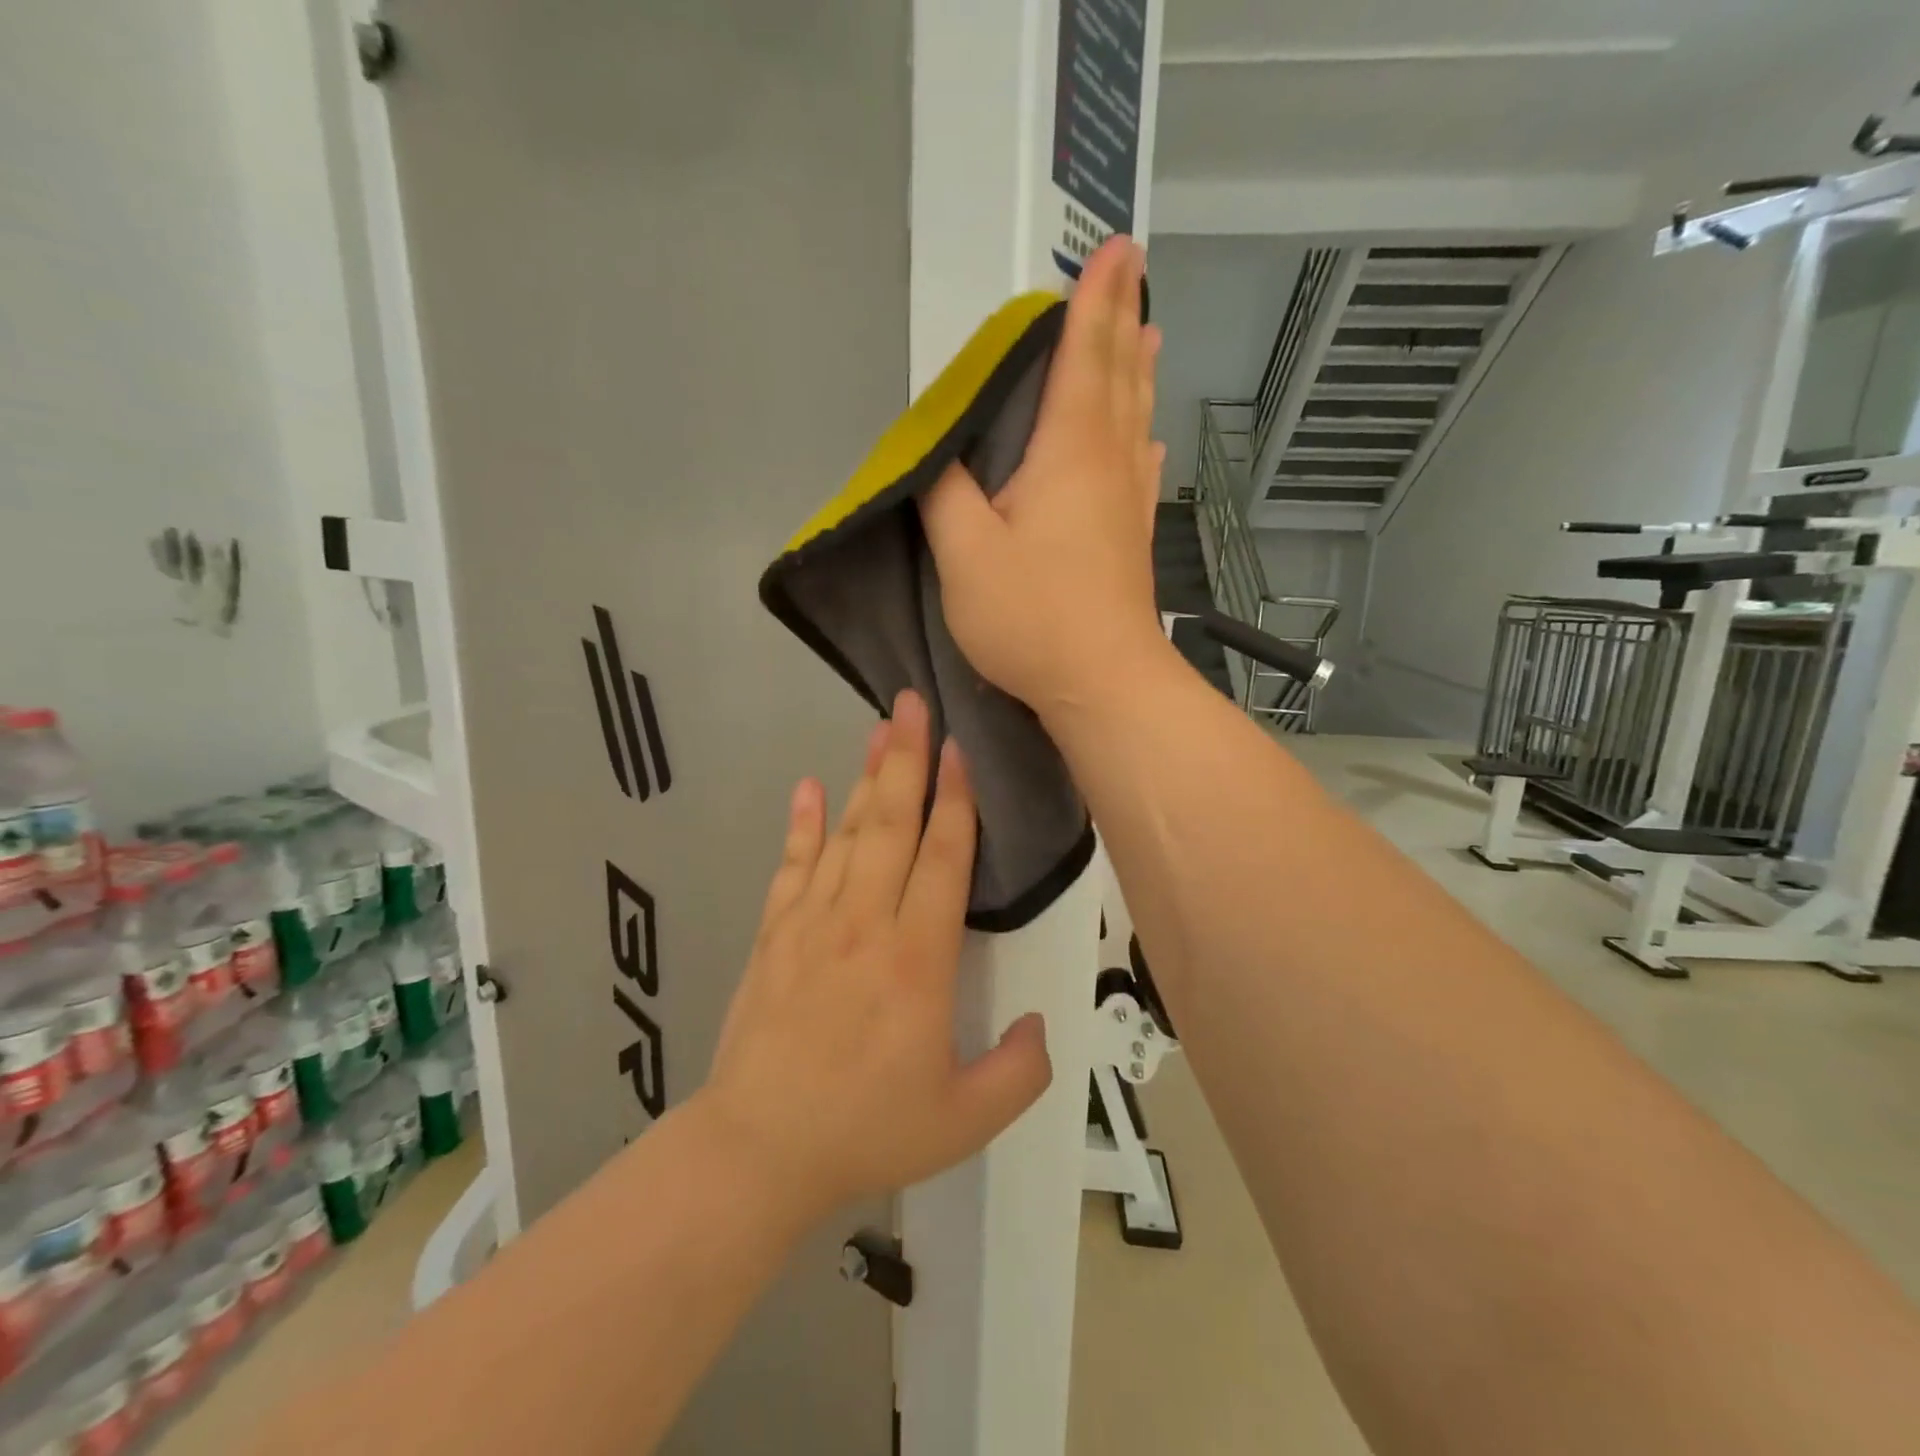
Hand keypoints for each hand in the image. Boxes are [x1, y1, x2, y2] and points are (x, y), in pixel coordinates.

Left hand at [701, 689, 1052, 1219]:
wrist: (759, 1150)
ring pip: (846, 833)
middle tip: (913, 704)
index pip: (943, 859)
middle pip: (891, 824)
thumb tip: (1041, 1025)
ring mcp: (813, 922)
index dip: (956, 801)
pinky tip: (807, 786)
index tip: (958, 750)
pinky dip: (800, 824)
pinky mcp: (774, 933)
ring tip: (879, 728)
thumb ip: (1019, 1072)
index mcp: (918, 960)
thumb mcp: (965, 1121)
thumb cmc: (867, 1130)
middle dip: (907, 759)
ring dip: (865, 777)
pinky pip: (792, 865)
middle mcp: (865, 923)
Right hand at [919, 235, 1169, 719]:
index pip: (1082, 356)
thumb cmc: (1031, 615)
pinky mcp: (1132, 539)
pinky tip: (1147, 442)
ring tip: (1148, 336)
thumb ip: (943, 492)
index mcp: (1068, 451)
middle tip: (1134, 274)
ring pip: (1135, 419)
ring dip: (1138, 372)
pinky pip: (1140, 469)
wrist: (1103, 682)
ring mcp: (1127, 502)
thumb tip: (936, 453)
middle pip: (1118, 377)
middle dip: (1122, 320)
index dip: (1094, 301)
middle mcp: (1107, 463)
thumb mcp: (965, 553)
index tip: (1113, 249)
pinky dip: (1142, 439)